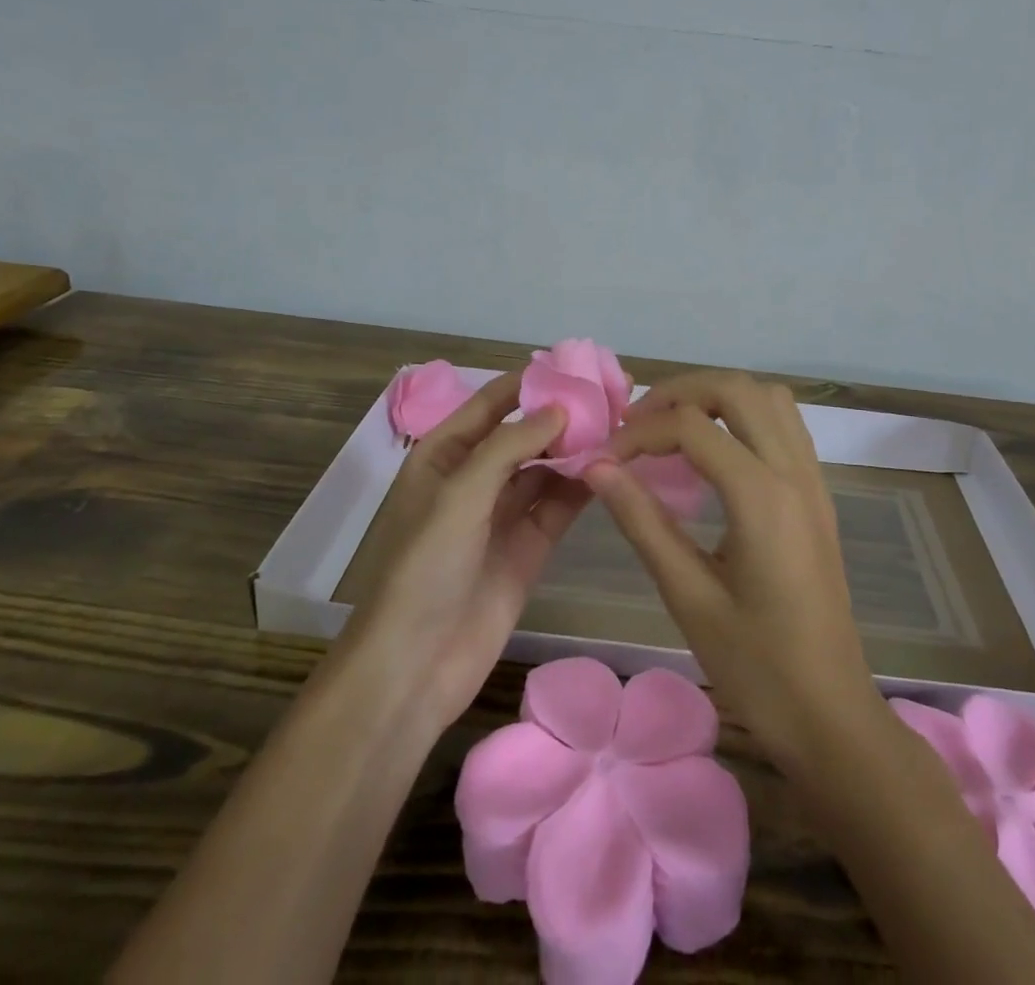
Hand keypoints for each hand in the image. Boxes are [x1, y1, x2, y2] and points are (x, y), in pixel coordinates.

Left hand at [351, 372, 588, 729]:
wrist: (414, 667)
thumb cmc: (424, 568)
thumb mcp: (459, 495)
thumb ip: (510, 445)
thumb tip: (561, 408)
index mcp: (444, 455)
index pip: (491, 403)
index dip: (530, 383)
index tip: (576, 367)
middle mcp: (474, 478)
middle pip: (524, 434)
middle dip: (562, 416)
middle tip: (612, 398)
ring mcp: (502, 514)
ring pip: (546, 468)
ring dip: (576, 450)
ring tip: (620, 428)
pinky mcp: (528, 547)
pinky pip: (558, 505)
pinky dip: (581, 486)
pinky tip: (610, 468)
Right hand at [584, 371, 893, 774]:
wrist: (831, 716)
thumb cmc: (757, 668)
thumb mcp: (689, 597)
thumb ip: (642, 522)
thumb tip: (597, 467)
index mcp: (761, 497)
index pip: (692, 426)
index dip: (640, 432)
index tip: (605, 458)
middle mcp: (794, 472)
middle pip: (736, 389)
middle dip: (679, 392)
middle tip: (636, 423)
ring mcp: (813, 480)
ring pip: (768, 397)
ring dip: (717, 396)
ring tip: (673, 426)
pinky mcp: (818, 495)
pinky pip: (785, 424)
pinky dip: (745, 415)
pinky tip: (716, 451)